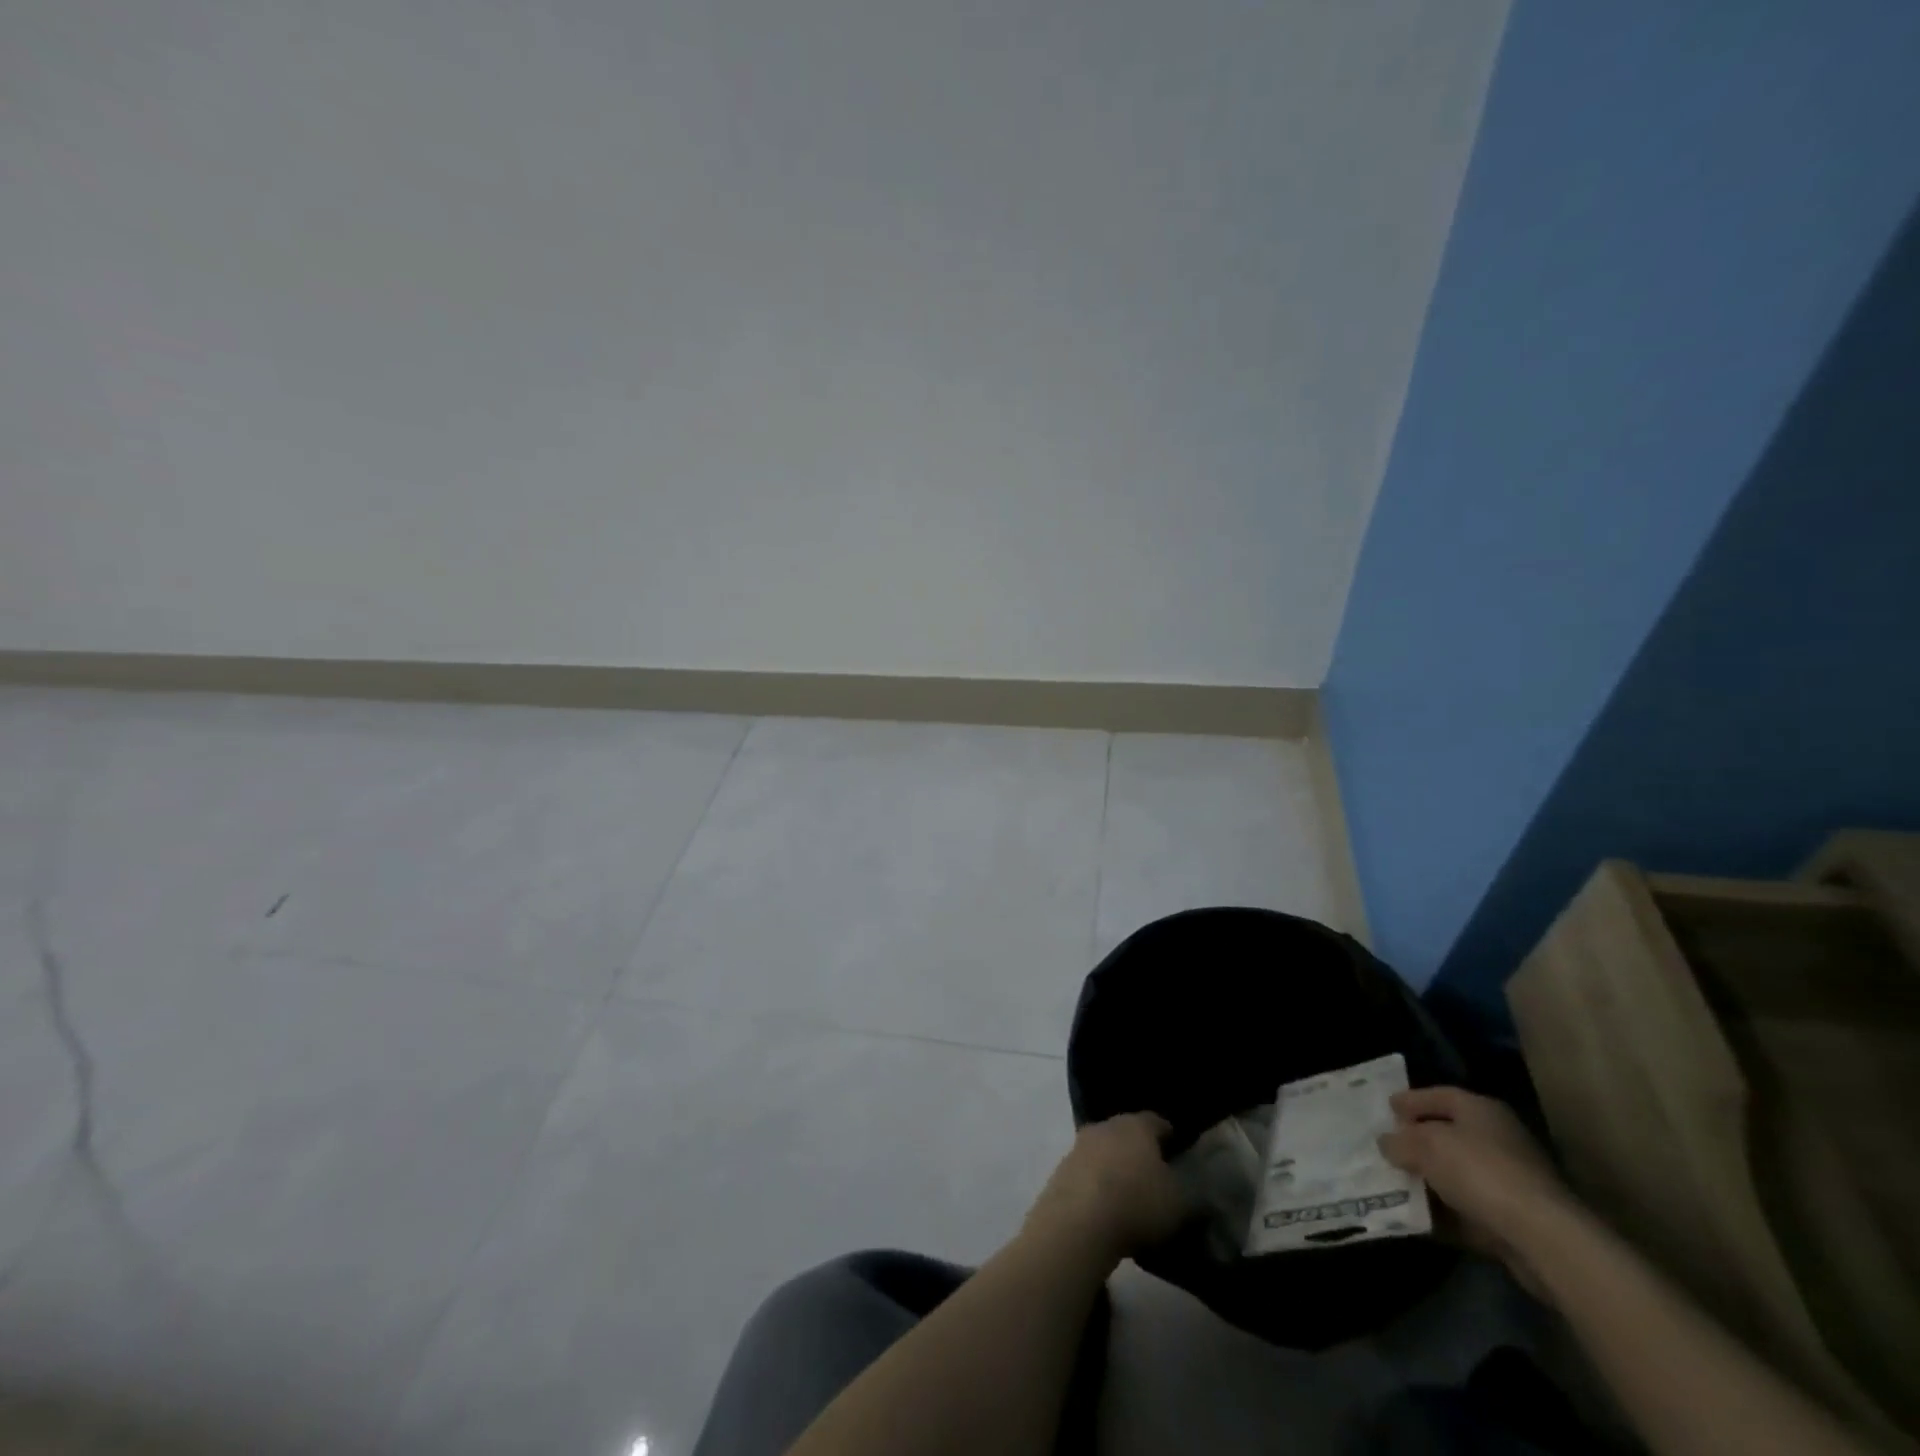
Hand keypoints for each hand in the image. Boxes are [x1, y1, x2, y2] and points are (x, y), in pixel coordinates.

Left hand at [1025, 1113, 1188, 1264]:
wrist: (1078, 1222)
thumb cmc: (1137, 1203)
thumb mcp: (1179, 1203)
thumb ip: (1189, 1191)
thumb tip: (1190, 1186)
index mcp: (1136, 1125)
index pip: (1157, 1122)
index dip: (1169, 1137)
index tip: (1178, 1153)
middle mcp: (1105, 1126)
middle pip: (1127, 1133)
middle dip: (1139, 1150)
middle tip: (1154, 1175)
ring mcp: (1079, 1146)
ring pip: (1104, 1151)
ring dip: (1115, 1167)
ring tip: (1129, 1195)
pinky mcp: (1061, 1170)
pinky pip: (1087, 1173)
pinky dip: (1097, 1185)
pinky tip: (1105, 1208)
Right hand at [1379, 1086, 1572, 1293]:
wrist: (1542, 1238)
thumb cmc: (1479, 1171)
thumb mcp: (1425, 1146)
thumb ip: (1400, 1141)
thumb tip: (1387, 1142)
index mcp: (1481, 1110)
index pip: (1439, 1095)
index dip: (1410, 1101)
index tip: (1386, 1108)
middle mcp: (1498, 1139)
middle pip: (1448, 1134)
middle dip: (1417, 1142)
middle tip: (1387, 1146)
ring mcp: (1509, 1181)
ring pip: (1456, 1174)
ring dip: (1429, 1180)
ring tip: (1395, 1183)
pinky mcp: (1514, 1218)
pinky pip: (1467, 1209)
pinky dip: (1444, 1212)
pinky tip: (1418, 1216)